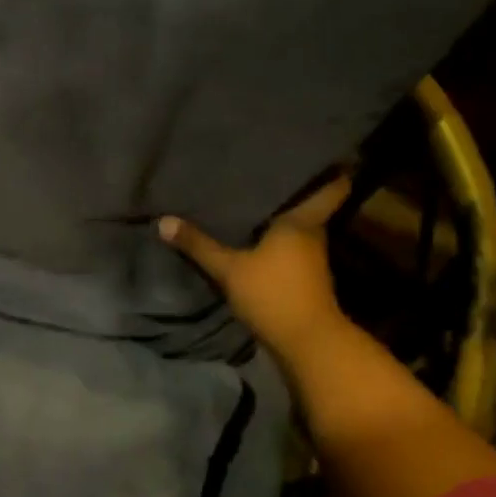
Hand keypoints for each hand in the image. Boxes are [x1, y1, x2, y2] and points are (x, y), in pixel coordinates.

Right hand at [158, 176, 352, 367]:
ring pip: (299, 227)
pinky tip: (255, 236)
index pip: (332, 187)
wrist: (307, 344)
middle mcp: (313, 235)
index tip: (320, 152)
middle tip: (267, 168)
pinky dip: (277, 240)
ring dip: (283, 216)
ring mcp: (311, 259)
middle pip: (310, 204)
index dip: (331, 170)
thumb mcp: (229, 269)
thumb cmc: (274, 294)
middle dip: (294, 189)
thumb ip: (198, 245)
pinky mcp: (304, 279)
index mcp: (302, 222)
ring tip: (255, 197)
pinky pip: (290, 248)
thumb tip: (163, 220)